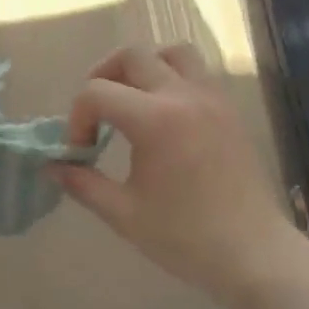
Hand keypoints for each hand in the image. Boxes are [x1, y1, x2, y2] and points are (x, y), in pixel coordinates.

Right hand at [54, 44, 294, 308]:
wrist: (256, 256)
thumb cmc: (186, 238)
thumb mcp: (124, 214)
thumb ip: (82, 183)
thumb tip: (52, 166)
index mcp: (155, 120)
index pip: (96, 92)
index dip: (77, 118)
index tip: (81, 151)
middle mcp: (184, 96)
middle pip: (132, 56)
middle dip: (102, 77)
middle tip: (96, 113)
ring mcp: (212, 99)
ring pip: (172, 52)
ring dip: (144, 67)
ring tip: (132, 100)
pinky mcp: (229, 110)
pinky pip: (197, 73)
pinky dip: (172, 79)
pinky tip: (163, 117)